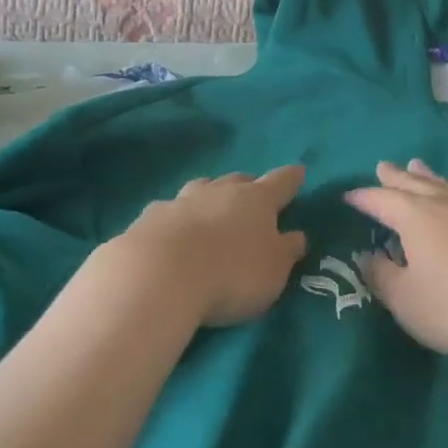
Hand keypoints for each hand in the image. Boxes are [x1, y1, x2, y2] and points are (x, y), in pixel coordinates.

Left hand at [118, 166, 308, 326]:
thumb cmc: (231, 273)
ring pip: (202, 189)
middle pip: (238, 180)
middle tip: (252, 198)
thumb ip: (286, 251)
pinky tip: (172, 234)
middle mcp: (220, 191)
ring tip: (211, 210)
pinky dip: (177, 219)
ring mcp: (181, 201)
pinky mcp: (149, 218)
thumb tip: (297, 235)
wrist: (159, 276)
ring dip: (210, 197)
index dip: (291, 178)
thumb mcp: (273, 271)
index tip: (299, 171)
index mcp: (256, 200)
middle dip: (248, 186)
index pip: (281, 182)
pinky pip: (169, 211)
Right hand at [345, 160, 447, 362]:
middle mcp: (442, 202)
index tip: (348, 196)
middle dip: (393, 176)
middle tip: (381, 166)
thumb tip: (367, 256)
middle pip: (412, 182)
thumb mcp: (408, 302)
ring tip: (415, 165)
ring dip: (424, 175)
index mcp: (413, 217)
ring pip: (443, 182)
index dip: (362, 198)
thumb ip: (382, 277)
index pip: (380, 200)